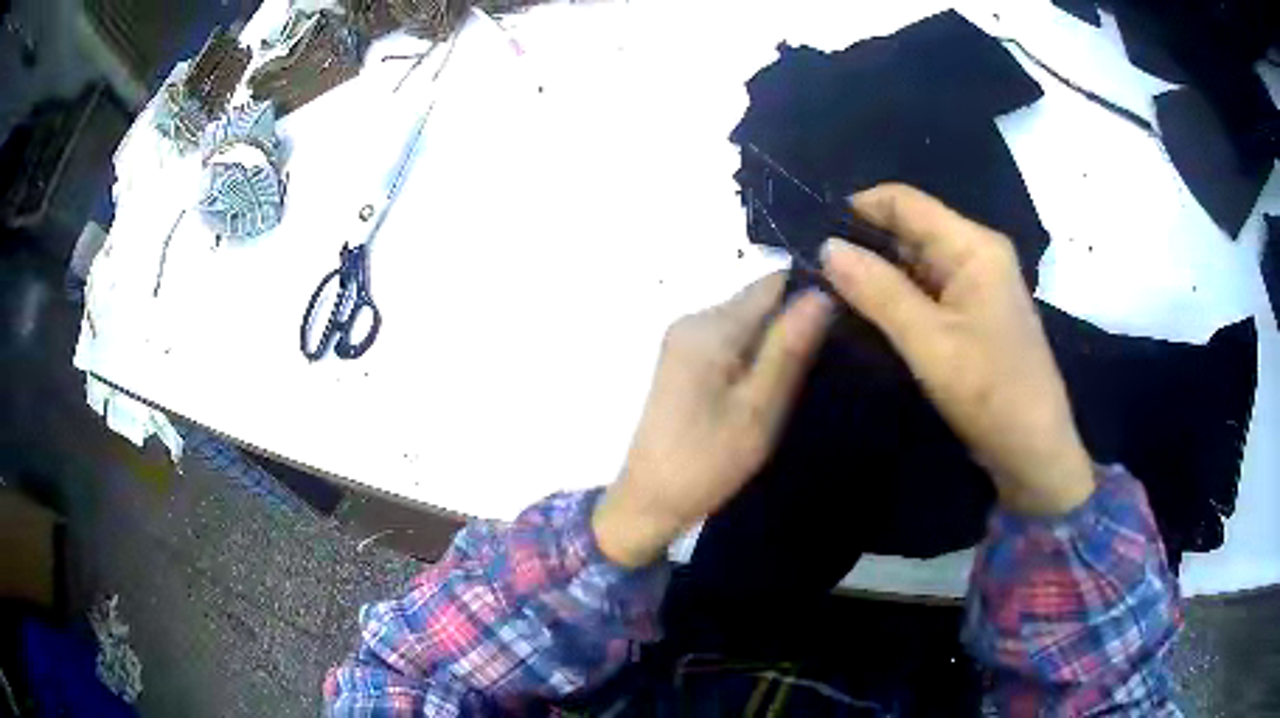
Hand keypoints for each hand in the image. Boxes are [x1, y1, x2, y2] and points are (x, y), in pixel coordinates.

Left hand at [592, 274, 832, 566]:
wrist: (649, 499)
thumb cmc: (706, 461)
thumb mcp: (758, 409)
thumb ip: (788, 349)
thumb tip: (821, 293)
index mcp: (711, 327)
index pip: (773, 283)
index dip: (810, 294)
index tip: (843, 323)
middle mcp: (693, 319)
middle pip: (759, 300)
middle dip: (794, 321)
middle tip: (828, 359)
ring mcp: (684, 338)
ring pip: (747, 321)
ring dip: (776, 341)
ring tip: (805, 375)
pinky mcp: (683, 358)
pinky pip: (731, 340)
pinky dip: (755, 354)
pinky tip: (770, 385)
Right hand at [821, 183, 1094, 516]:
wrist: (1035, 453)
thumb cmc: (991, 394)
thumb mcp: (930, 343)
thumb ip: (879, 291)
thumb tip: (827, 247)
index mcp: (973, 246)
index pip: (904, 201)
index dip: (856, 209)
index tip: (809, 231)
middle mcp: (976, 254)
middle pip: (910, 229)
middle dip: (862, 244)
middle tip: (810, 267)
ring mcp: (976, 286)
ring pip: (915, 262)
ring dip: (876, 273)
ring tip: (826, 288)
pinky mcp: (973, 315)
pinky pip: (926, 291)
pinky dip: (896, 298)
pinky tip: (863, 312)